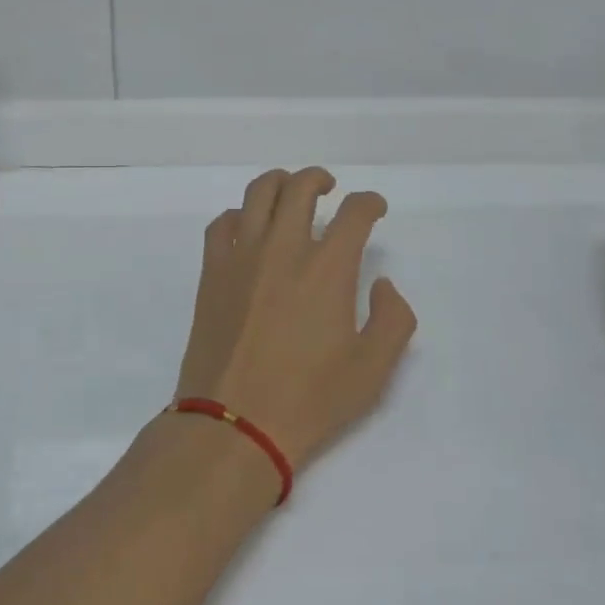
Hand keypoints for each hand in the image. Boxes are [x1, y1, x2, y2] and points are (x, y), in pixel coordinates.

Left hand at [176, 167, 417, 467]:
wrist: (234, 424)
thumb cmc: (309, 400)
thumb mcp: (372, 370)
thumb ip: (392, 319)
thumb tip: (382, 284)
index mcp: (327, 268)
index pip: (353, 213)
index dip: (369, 203)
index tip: (374, 208)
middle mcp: (284, 248)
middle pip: (300, 187)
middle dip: (319, 179)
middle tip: (329, 188)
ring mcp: (242, 255)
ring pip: (258, 193)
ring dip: (279, 182)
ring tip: (289, 191)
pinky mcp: (212, 271)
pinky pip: (221, 223)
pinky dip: (239, 214)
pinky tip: (247, 227)